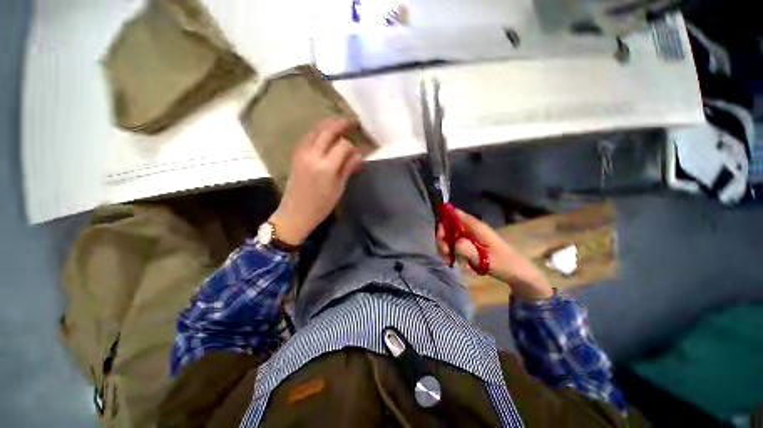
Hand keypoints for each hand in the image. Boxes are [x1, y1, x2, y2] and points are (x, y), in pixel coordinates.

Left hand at [269, 118, 363, 245]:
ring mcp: (302, 153)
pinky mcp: (296, 155)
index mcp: (326, 166)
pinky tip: (325, 135)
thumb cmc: (321, 205)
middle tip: (352, 122)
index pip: (343, 145)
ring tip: (339, 125)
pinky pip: (308, 137)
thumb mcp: (339, 188)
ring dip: (328, 125)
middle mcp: (313, 155)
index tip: (359, 151)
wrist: (296, 212)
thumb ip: (348, 168)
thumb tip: (359, 155)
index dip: (353, 146)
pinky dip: (318, 132)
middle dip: (341, 124)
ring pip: (316, 130)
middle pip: (328, 131)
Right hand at [436, 208, 552, 300]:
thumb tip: (453, 243)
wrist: (517, 273)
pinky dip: (452, 253)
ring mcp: (471, 237)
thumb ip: (467, 249)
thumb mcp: (484, 258)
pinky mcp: (471, 245)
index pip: (454, 214)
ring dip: (446, 248)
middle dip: (443, 239)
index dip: (444, 221)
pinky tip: (455, 262)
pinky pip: (456, 245)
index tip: (441, 236)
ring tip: (449, 261)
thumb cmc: (503, 263)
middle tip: (445, 254)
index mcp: (475, 226)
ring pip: (450, 237)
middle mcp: (471, 228)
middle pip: (449, 226)